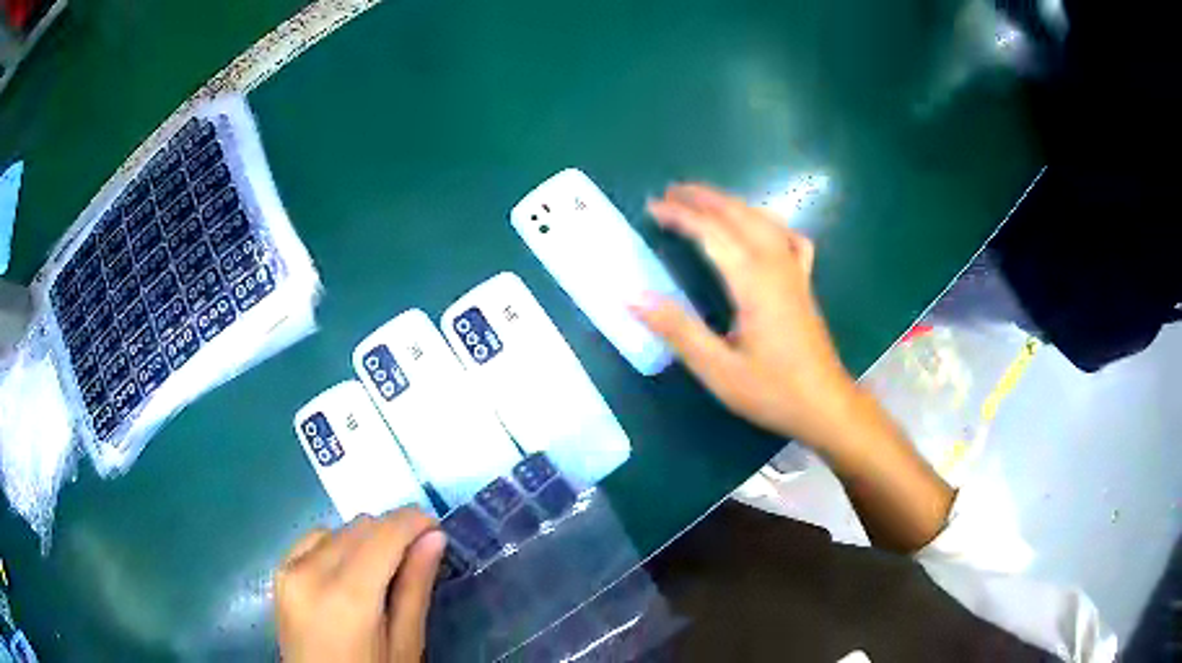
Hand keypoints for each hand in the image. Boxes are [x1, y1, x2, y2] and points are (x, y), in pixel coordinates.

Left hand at [275, 508, 445, 662]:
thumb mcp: (405, 645)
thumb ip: (415, 589)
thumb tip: (434, 537)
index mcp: (347, 596)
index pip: (384, 534)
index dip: (414, 522)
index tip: (436, 528)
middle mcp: (311, 572)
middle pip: (360, 527)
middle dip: (392, 533)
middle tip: (415, 558)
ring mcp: (289, 570)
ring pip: (337, 530)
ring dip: (365, 540)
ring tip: (381, 572)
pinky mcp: (279, 574)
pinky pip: (313, 540)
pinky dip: (337, 545)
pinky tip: (348, 572)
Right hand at [633, 184, 856, 447]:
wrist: (825, 405)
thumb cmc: (772, 391)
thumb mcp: (718, 369)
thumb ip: (677, 330)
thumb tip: (633, 297)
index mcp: (753, 282)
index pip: (712, 233)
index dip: (680, 216)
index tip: (651, 208)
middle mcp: (776, 265)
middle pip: (739, 215)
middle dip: (703, 198)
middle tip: (670, 192)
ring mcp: (794, 271)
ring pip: (763, 220)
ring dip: (731, 204)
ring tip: (703, 200)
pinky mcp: (804, 283)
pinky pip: (789, 239)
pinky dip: (769, 224)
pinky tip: (761, 229)